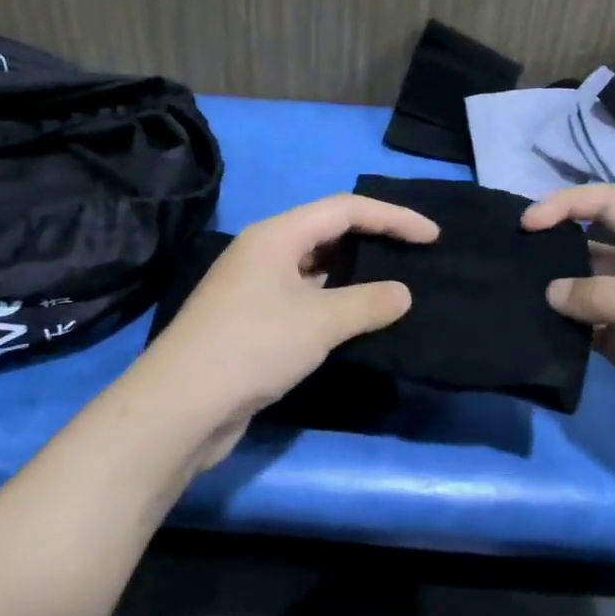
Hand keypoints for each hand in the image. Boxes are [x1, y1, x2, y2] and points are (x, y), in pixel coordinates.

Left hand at [133, 194, 438, 467]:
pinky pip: (304, 299)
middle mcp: (263, 253)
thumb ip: (368, 302)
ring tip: (394, 287)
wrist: (182, 405)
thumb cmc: (253, 347)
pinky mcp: (252, 322)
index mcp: (276, 235)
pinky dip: (334, 304)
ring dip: (353, 275)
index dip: (393, 217)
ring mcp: (254, 288)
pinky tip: (356, 321)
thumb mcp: (319, 321)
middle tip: (414, 257)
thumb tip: (403, 294)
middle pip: (327, 232)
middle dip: (373, 240)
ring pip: (315, 269)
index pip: (345, 209)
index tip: (432, 236)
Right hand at [522, 184, 614, 482]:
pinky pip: (585, 331)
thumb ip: (601, 295)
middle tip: (505, 258)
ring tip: (507, 295)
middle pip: (588, 244)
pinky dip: (560, 330)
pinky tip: (532, 332)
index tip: (528, 225)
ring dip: (551, 291)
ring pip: (581, 290)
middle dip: (550, 245)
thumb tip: (548, 292)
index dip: (566, 204)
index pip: (607, 204)